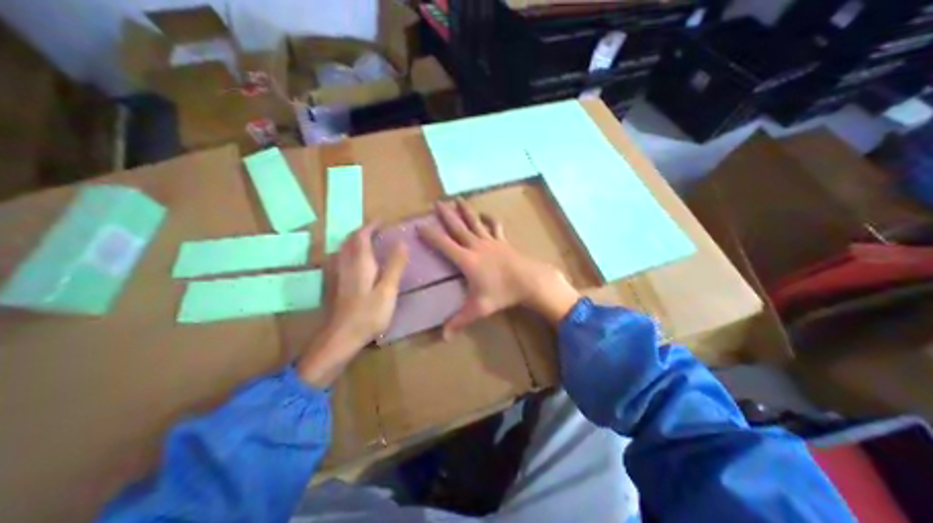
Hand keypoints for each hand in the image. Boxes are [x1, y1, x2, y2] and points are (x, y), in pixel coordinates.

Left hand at [294, 226, 405, 388]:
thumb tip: (402, 242)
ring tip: (370, 241)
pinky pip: (345, 260)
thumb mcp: (388, 289)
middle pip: (350, 241)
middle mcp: (347, 265)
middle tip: (376, 229)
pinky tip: (360, 262)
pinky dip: (353, 253)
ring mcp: (340, 275)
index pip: (362, 236)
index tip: (382, 220)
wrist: (342, 337)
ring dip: (356, 241)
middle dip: (362, 231)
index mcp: (360, 263)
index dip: (371, 226)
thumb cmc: (369, 313)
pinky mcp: (339, 285)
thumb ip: (395, 265)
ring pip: (345, 250)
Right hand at [422, 198, 581, 335]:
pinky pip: (495, 227)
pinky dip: (490, 219)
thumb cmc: (502, 293)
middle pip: (458, 227)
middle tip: (437, 202)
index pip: (444, 244)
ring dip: (465, 211)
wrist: (529, 281)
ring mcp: (490, 241)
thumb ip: (459, 321)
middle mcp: (476, 246)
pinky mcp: (503, 241)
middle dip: (446, 215)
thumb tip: (443, 337)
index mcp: (466, 260)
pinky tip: (487, 214)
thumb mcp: (479, 309)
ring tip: (458, 199)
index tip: (420, 224)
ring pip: (475, 222)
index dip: (431, 235)